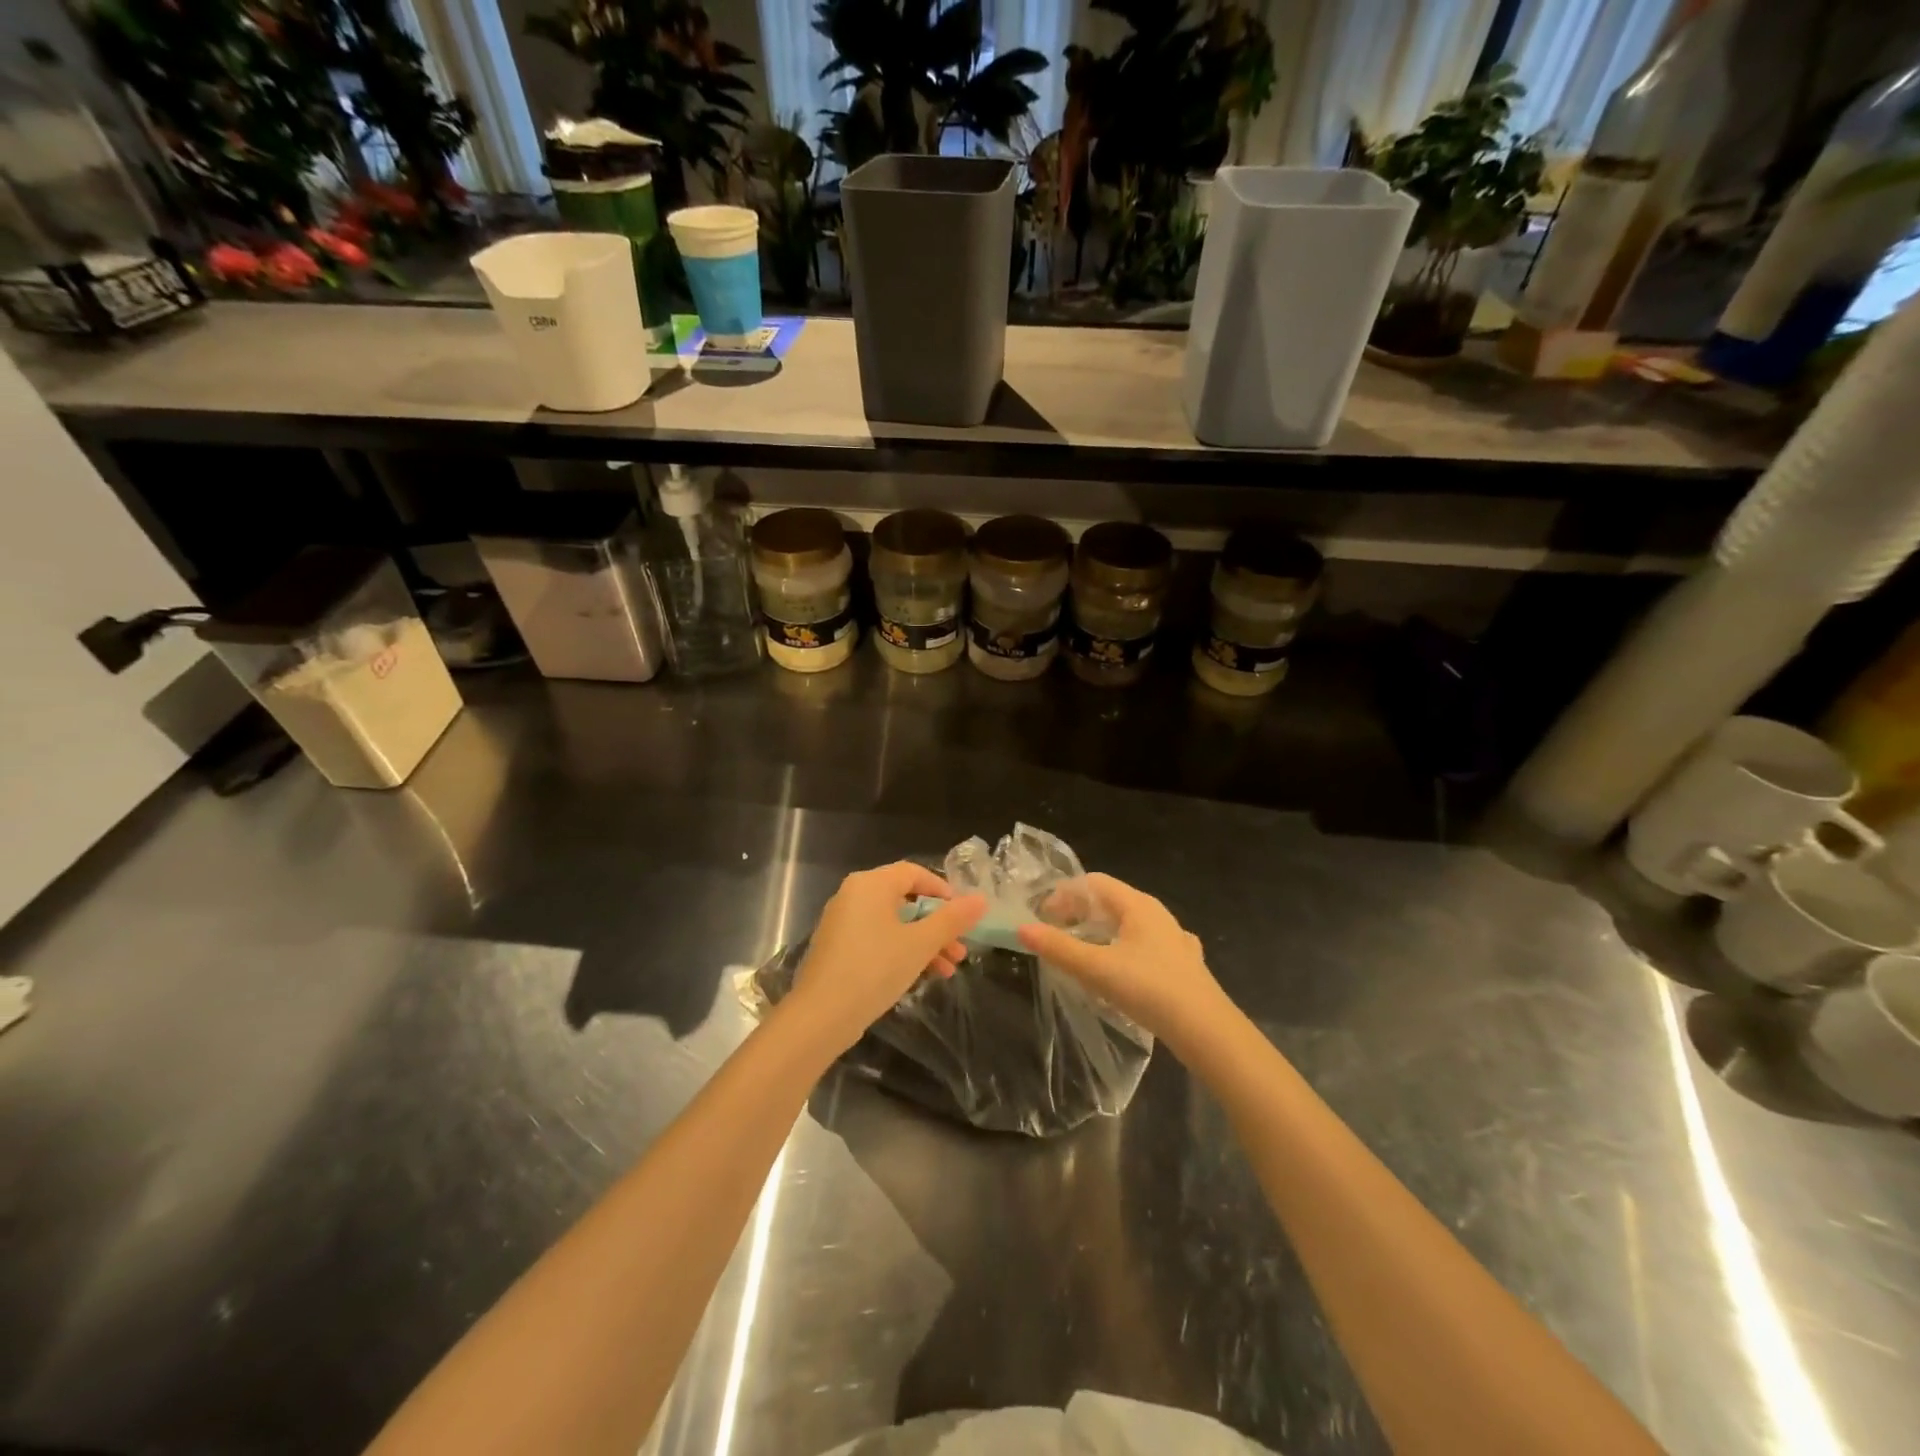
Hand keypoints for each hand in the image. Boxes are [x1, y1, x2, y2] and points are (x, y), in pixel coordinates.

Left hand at [785, 862, 986, 1056]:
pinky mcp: (838, 948)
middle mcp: (853, 895)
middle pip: (905, 900)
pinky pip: (877, 939)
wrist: (821, 1016)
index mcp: (871, 884)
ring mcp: (842, 922)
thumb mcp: (920, 944)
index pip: (914, 873)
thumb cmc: (875, 969)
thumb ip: (952, 920)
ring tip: (948, 971)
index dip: (942, 890)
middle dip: (937, 925)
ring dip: (924, 943)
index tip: (963, 915)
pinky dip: (901, 951)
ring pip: (893, 923)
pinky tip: (921, 977)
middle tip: (960, 950)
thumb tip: (980, 899)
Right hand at [1017, 873, 1230, 1050]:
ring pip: (1130, 925)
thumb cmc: (1148, 989)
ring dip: (1103, 933)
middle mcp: (1158, 914)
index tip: (1043, 918)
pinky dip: (1126, 951)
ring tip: (1084, 954)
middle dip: (1080, 913)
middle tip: (1056, 935)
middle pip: (1111, 902)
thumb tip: (1022, 927)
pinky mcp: (1184, 965)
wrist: (1206, 1030)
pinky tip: (1123, 973)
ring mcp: (1175, 939)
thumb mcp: (1095, 968)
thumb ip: (1058, 948)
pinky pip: (1147, 947)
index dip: (1064, 894)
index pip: (1093, 883)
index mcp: (1137, 905)